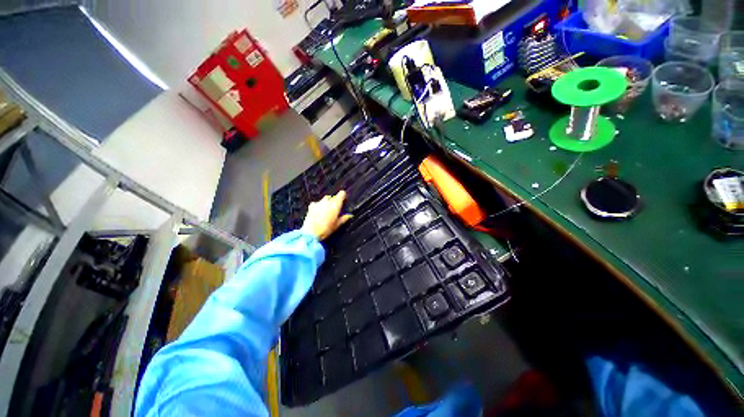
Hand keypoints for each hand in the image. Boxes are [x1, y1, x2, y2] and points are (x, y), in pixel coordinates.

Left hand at [302, 190, 352, 240]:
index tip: (344, 199)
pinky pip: (316, 203)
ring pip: (324, 199)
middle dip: (334, 200)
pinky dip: (318, 205)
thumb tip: (350, 215)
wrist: (311, 233)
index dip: (343, 196)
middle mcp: (327, 202)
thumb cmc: (326, 229)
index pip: (341, 194)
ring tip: (327, 210)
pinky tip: (318, 211)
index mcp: (335, 205)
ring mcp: (318, 203)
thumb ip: (344, 218)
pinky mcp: (311, 206)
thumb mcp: (337, 225)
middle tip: (335, 208)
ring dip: (327, 203)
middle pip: (332, 197)